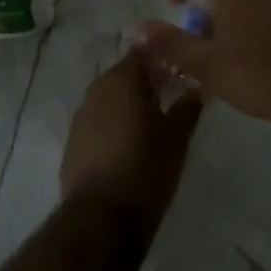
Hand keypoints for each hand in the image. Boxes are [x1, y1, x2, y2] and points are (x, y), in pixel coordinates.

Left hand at [60, 52, 201, 226]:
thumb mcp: (177, 139)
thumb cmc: (145, 169)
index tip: (179, 69)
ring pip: (110, 97)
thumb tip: (198, 89)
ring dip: (128, 103)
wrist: (101, 218)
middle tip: (169, 95)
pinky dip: (113, 123)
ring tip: (151, 121)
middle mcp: (98, 88)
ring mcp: (81, 114)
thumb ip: (187, 108)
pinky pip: (97, 120)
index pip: (143, 52)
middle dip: (146, 81)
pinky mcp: (73, 140)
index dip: (162, 58)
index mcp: (123, 79)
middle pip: (124, 74)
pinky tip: (127, 143)